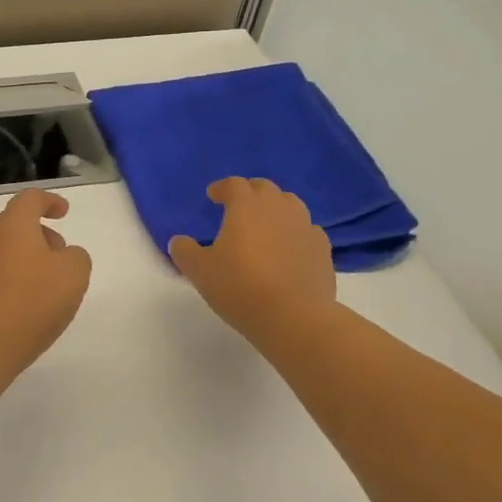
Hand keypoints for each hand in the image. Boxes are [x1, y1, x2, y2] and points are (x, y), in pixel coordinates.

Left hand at [0, 188, 92, 374]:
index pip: (29, 199)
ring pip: (5, 252)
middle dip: (42, 236)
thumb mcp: (73, 274)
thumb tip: (64, 256)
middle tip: (62, 259)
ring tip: (48, 289)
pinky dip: (14, 282)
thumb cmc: (32, 301)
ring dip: (28, 261)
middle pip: (16, 226)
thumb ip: (76, 257)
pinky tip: (27, 308)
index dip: (49, 201)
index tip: (64, 212)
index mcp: (12, 226)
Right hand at [169, 178, 333, 338]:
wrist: (293, 316)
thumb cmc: (240, 286)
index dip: (222, 187)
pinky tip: (290, 248)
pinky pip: (308, 230)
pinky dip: (296, 233)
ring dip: (276, 208)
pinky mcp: (323, 250)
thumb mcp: (199, 270)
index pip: (234, 184)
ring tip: (265, 225)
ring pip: (291, 205)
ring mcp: (305, 227)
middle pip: (265, 188)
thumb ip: (185, 251)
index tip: (212, 196)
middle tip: (238, 206)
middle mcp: (278, 208)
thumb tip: (179, 241)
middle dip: (250, 193)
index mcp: (247, 206)